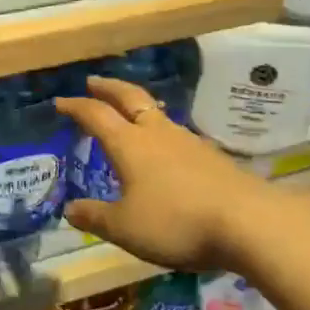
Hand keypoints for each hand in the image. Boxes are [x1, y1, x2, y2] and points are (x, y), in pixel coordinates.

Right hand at [55, 77, 261, 272]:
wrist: (249, 222)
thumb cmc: (176, 221)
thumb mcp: (125, 227)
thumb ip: (95, 217)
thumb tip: (69, 210)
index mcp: (129, 144)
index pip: (96, 115)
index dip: (76, 107)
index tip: (60, 102)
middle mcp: (156, 133)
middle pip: (129, 98)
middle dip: (108, 88)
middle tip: (93, 81)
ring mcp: (187, 142)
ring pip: (157, 114)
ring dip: (137, 107)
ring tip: (129, 112)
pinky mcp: (211, 157)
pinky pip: (176, 134)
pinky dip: (160, 131)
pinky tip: (165, 148)